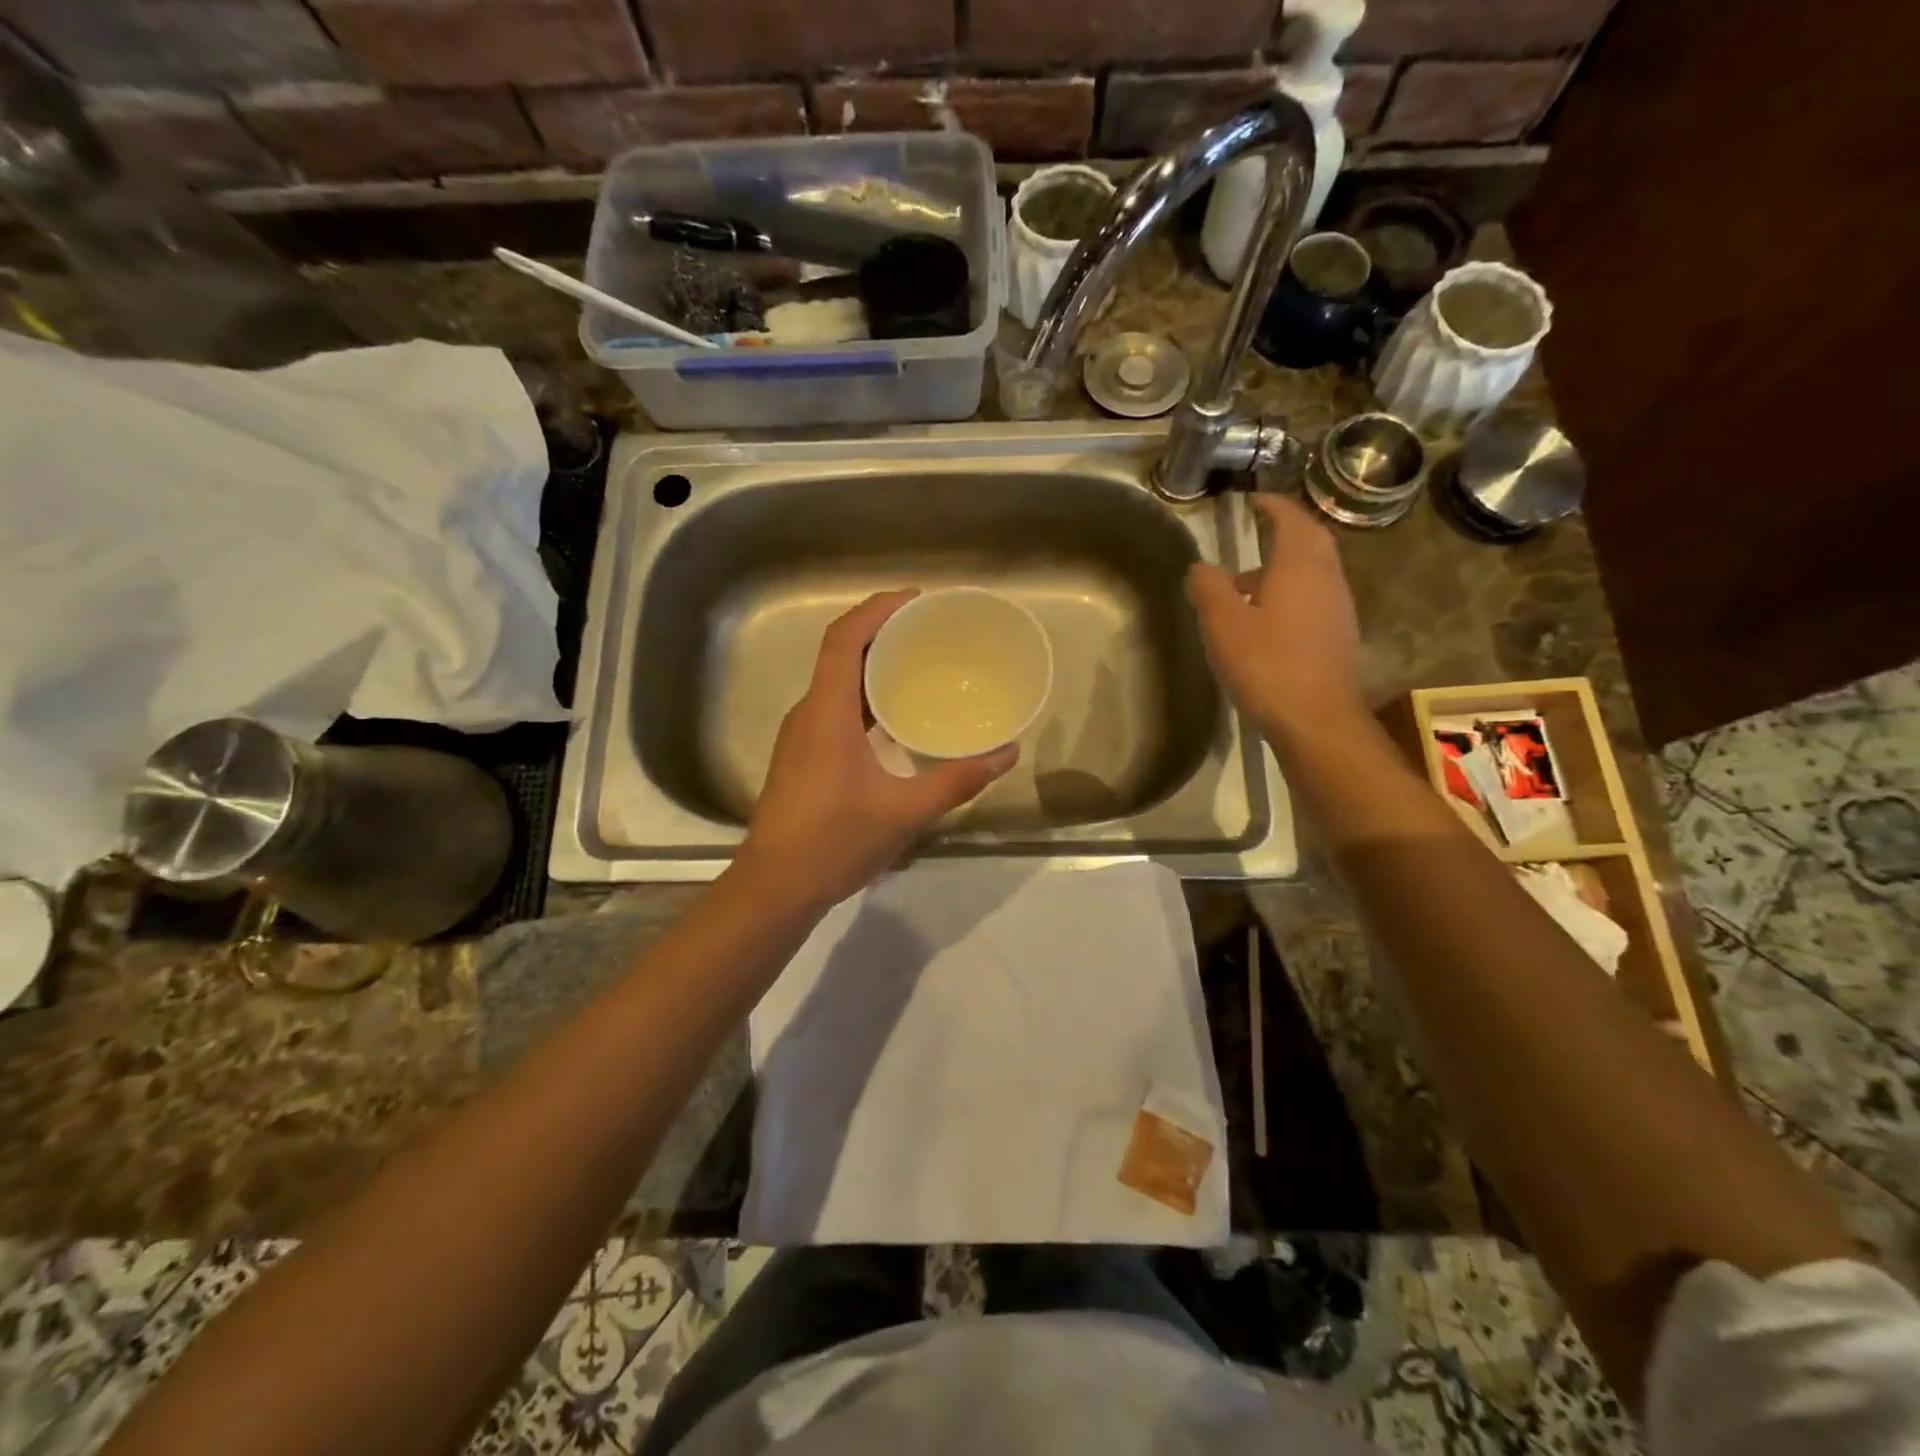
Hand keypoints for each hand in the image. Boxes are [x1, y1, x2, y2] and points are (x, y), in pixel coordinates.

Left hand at [737, 591, 1017, 912]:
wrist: (775, 887)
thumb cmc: (835, 844)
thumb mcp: (905, 812)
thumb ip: (957, 781)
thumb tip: (1006, 755)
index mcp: (827, 714)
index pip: (844, 640)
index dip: (876, 609)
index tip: (916, 600)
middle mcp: (809, 714)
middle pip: (840, 653)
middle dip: (881, 631)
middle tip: (928, 629)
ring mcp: (801, 735)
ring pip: (836, 681)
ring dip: (872, 664)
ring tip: (918, 663)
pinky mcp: (802, 755)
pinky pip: (835, 706)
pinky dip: (865, 695)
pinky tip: (895, 715)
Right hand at [1184, 493, 1365, 743]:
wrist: (1317, 720)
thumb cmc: (1267, 665)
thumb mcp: (1223, 624)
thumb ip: (1208, 588)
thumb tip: (1200, 567)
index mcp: (1299, 565)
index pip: (1289, 519)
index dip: (1271, 505)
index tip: (1253, 500)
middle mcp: (1326, 577)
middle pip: (1310, 540)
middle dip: (1285, 530)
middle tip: (1258, 530)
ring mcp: (1338, 607)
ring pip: (1314, 570)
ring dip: (1286, 565)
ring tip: (1248, 583)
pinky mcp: (1339, 635)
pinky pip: (1315, 597)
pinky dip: (1293, 592)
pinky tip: (1268, 618)